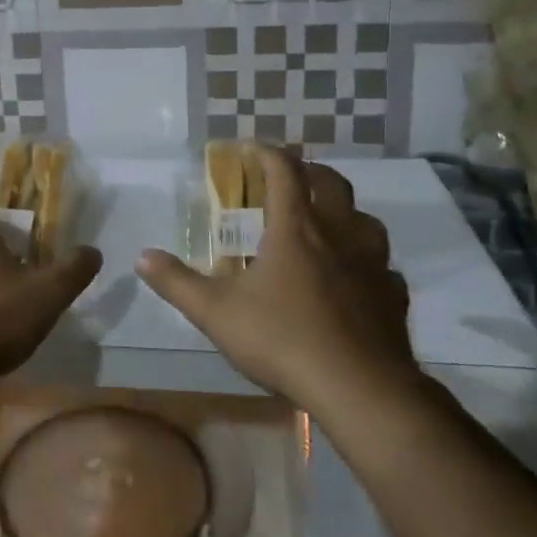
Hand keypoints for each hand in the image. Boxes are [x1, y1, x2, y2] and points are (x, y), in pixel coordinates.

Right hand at [136, 147, 416, 412]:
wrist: (359, 388)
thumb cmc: (282, 339)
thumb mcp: (215, 312)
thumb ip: (177, 282)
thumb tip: (142, 256)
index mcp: (295, 228)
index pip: (284, 170)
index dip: (267, 153)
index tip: (251, 149)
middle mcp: (338, 234)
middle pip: (331, 183)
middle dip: (309, 172)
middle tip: (290, 178)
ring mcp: (373, 264)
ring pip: (365, 220)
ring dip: (345, 212)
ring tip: (327, 223)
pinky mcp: (394, 295)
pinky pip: (383, 266)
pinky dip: (367, 263)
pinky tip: (357, 279)